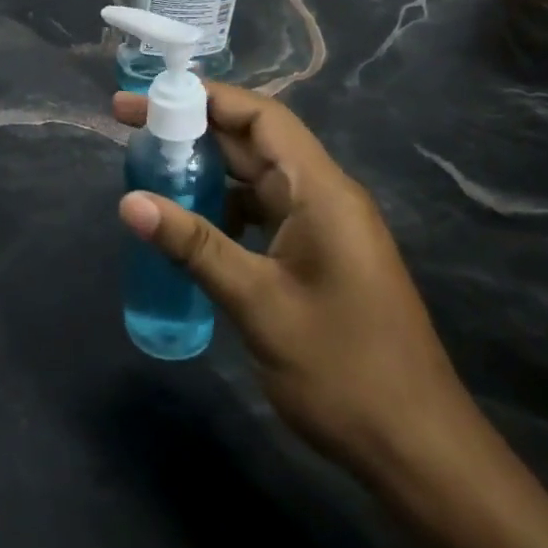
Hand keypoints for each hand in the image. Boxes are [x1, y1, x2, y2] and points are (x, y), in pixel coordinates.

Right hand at [110, 83, 476, 479]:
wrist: (418, 451)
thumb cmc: (343, 370)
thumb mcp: (258, 303)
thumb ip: (194, 246)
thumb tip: (129, 202)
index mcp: (321, 191)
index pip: (261, 117)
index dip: (204, 97)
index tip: (148, 98)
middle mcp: (323, 196)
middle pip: (253, 141)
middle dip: (192, 127)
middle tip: (129, 124)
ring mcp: (322, 227)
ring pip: (254, 177)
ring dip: (205, 168)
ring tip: (148, 168)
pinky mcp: (315, 256)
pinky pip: (261, 212)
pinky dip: (222, 207)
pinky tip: (186, 224)